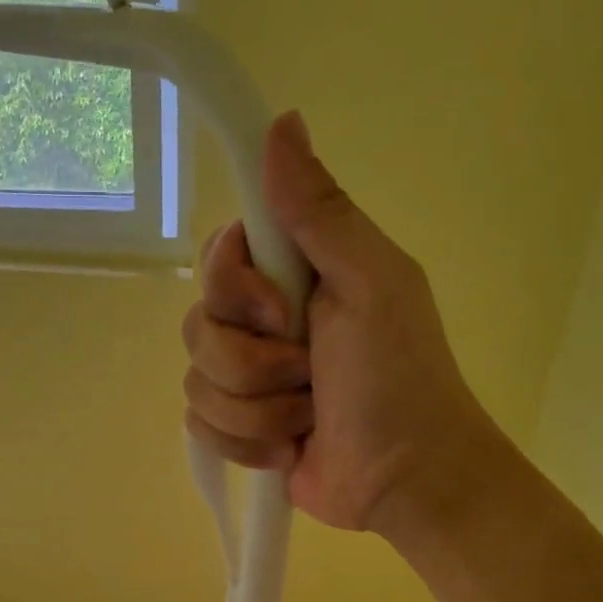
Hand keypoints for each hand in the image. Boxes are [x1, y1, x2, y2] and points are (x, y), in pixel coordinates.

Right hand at [182, 112, 497, 538]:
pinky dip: (247, 444)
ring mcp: (248, 382)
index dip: (235, 288)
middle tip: (309, 373)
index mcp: (293, 277)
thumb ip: (321, 212)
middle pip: (198, 327)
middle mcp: (262, 324)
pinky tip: (288, 450)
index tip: (282, 311)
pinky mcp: (239, 430)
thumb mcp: (372, 283)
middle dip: (253, 363)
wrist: (405, 480)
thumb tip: (281, 121)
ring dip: (258, 411)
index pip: (216, 258)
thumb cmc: (399, 379)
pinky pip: (201, 428)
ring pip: (197, 384)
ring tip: (308, 419)